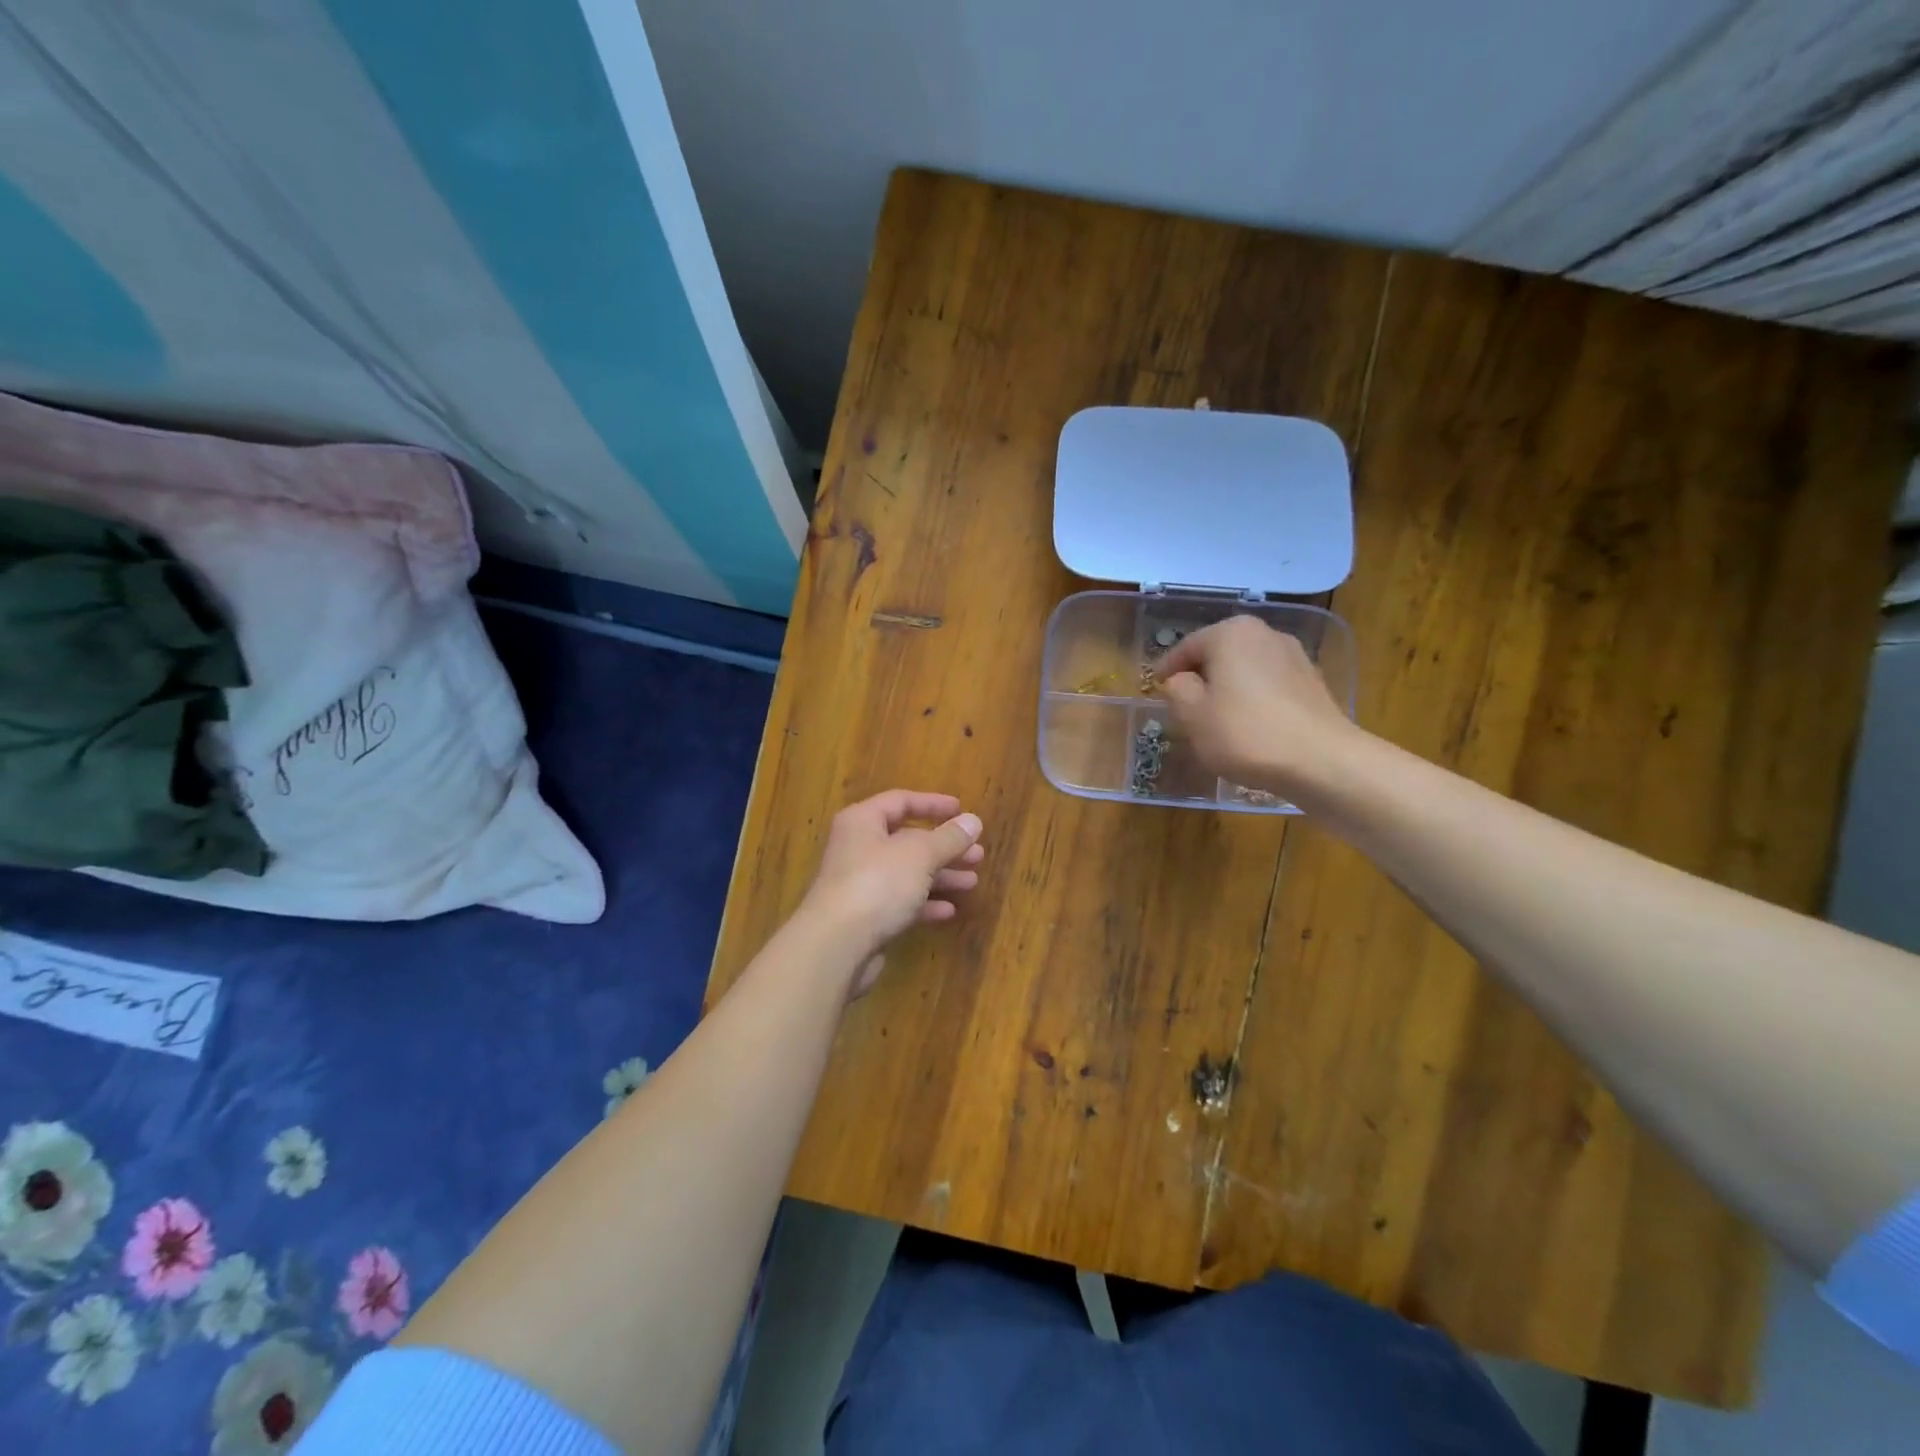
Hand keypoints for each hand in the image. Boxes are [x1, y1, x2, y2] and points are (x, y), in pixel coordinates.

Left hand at [796, 790, 984, 996]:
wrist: (837, 945)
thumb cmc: (878, 883)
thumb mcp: (920, 854)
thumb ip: (949, 838)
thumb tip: (973, 821)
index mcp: (863, 821)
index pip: (900, 801)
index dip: (933, 804)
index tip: (962, 811)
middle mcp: (858, 848)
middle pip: (907, 840)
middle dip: (944, 846)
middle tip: (977, 854)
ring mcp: (860, 884)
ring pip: (907, 873)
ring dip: (940, 876)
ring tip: (972, 881)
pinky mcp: (865, 917)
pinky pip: (900, 902)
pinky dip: (924, 903)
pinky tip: (949, 910)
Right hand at [1157, 616, 1356, 798]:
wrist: (1321, 760)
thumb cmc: (1245, 733)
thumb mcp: (1192, 714)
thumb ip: (1177, 690)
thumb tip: (1181, 681)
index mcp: (1230, 633)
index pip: (1185, 648)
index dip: (1166, 670)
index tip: (1155, 690)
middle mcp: (1264, 633)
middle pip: (1218, 655)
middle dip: (1200, 678)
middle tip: (1183, 706)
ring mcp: (1294, 655)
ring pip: (1244, 669)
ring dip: (1227, 688)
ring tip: (1215, 719)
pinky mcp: (1312, 682)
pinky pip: (1268, 685)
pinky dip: (1253, 699)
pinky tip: (1249, 727)